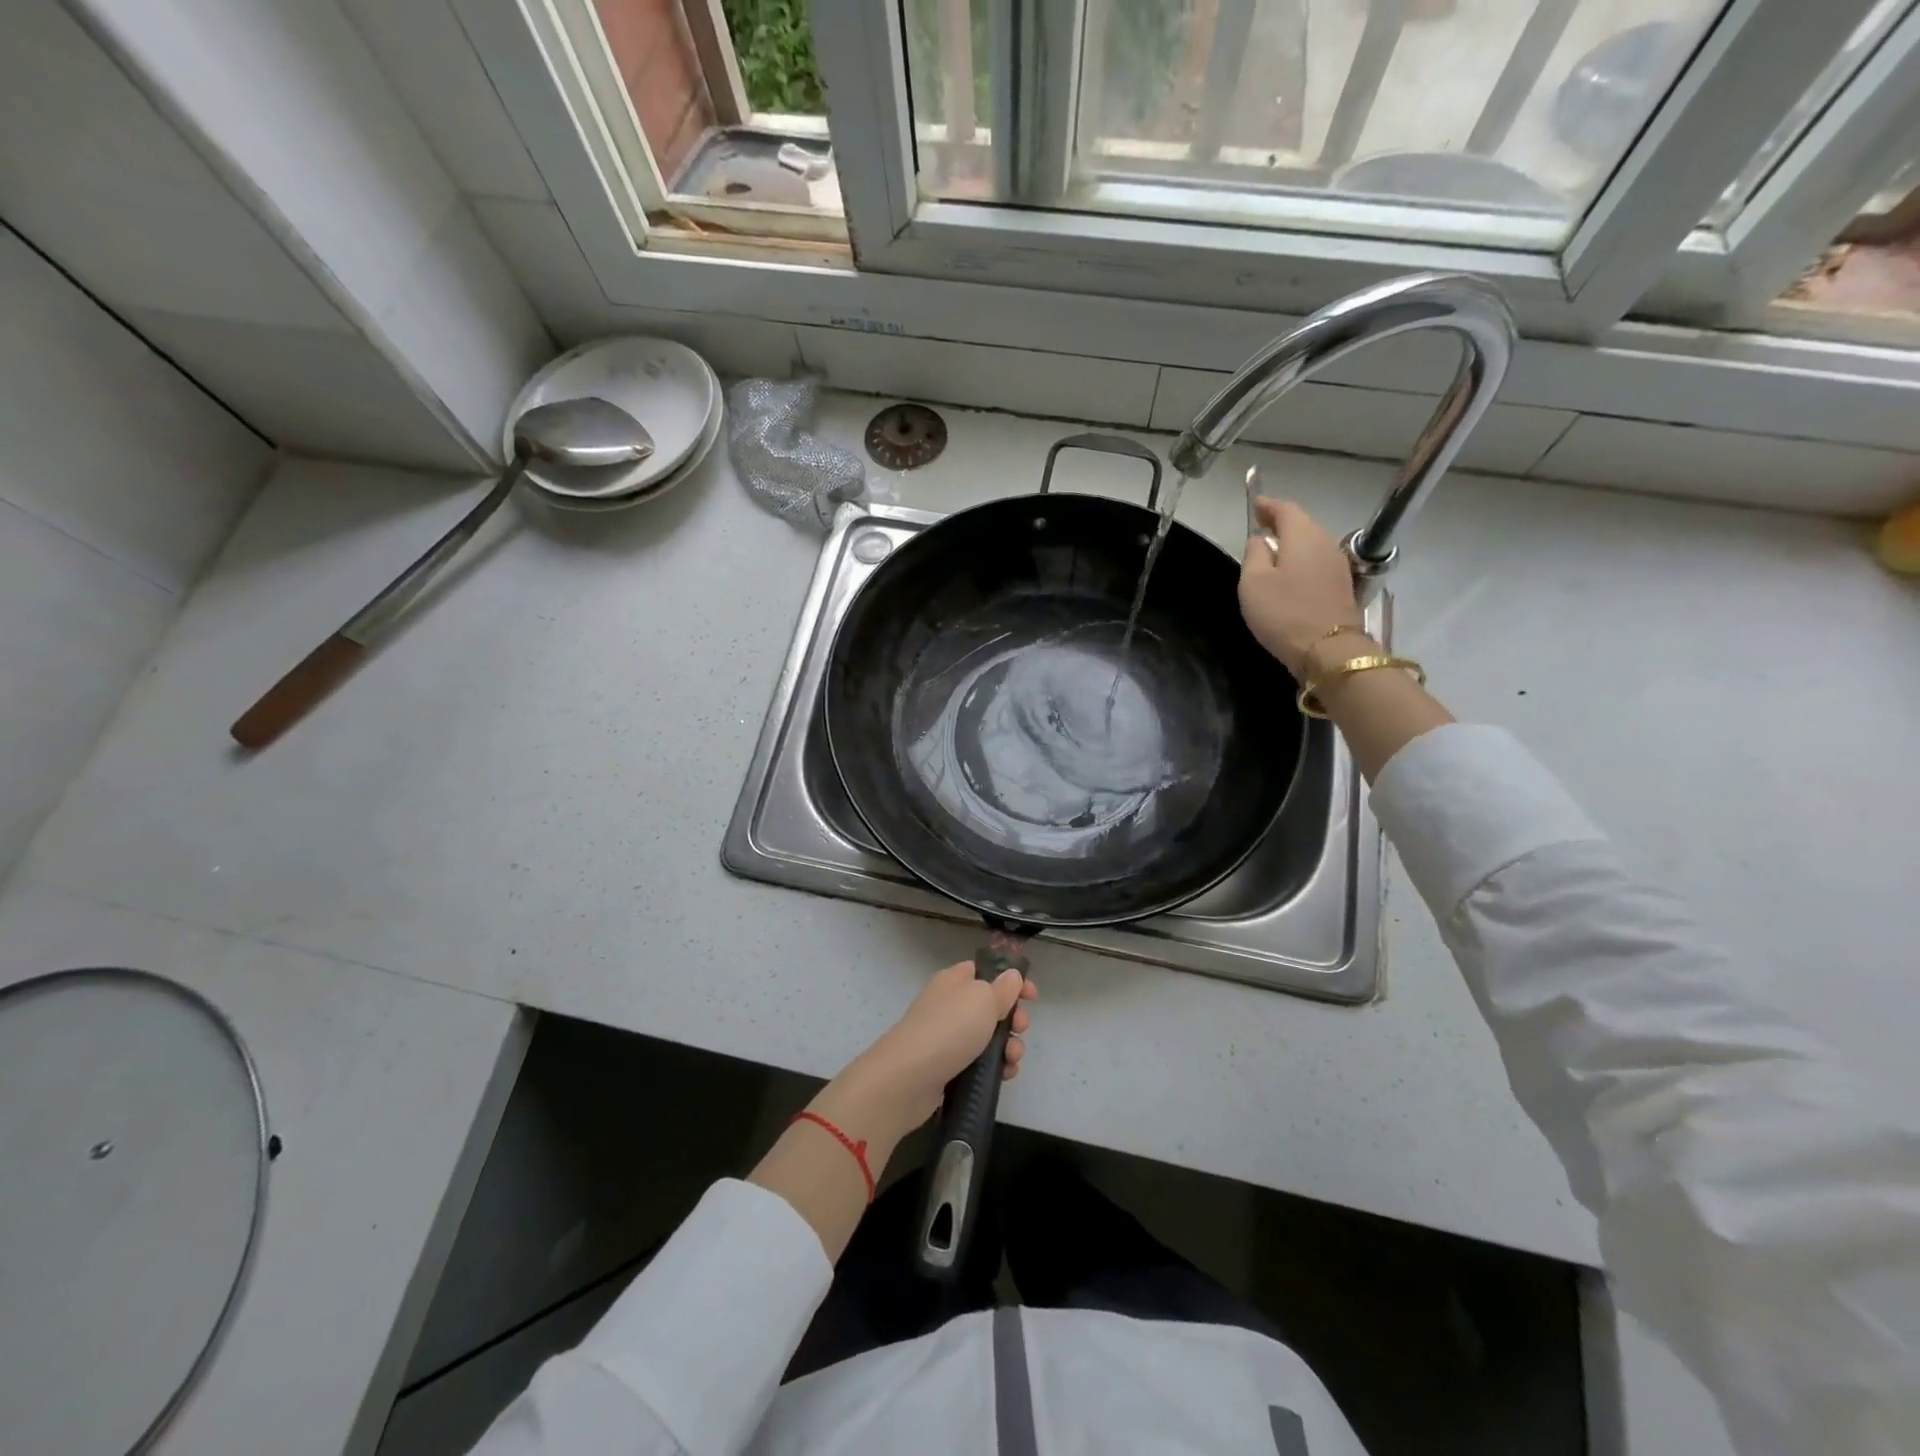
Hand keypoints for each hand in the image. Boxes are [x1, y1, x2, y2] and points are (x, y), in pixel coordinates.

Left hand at [840, 958, 1038, 1138]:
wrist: (908, 1079)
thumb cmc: (948, 1029)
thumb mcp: (982, 999)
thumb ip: (1002, 988)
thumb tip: (1012, 976)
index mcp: (955, 981)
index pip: (986, 971)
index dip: (1012, 980)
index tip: (1033, 996)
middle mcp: (950, 1005)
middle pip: (992, 1006)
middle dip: (1014, 1018)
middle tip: (1020, 1029)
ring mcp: (948, 1038)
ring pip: (989, 1038)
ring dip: (1008, 1047)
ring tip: (1012, 1059)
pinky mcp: (948, 1068)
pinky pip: (979, 1063)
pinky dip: (995, 1068)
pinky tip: (1004, 1076)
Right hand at [1239, 498, 1365, 677]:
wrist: (1329, 650)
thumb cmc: (1283, 613)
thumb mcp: (1253, 582)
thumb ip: (1254, 554)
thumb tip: (1261, 539)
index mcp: (1302, 536)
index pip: (1286, 509)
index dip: (1268, 505)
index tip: (1255, 504)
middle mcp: (1325, 543)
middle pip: (1303, 524)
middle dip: (1282, 523)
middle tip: (1261, 526)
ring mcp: (1337, 565)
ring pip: (1311, 544)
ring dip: (1292, 543)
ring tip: (1272, 551)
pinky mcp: (1341, 586)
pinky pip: (1317, 562)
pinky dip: (1302, 560)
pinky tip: (1290, 574)